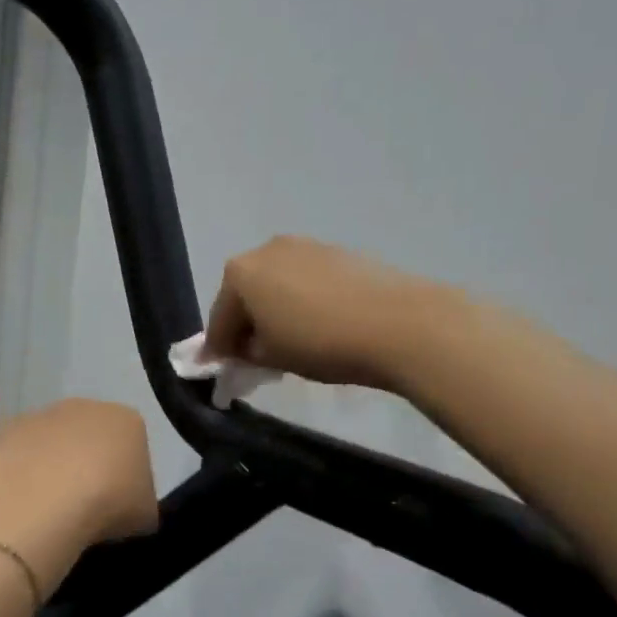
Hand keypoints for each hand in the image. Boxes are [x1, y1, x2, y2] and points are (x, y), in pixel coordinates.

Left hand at [0, 399, 157, 595]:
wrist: (42, 502)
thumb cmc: (107, 504)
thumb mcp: (146, 516)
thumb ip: (141, 503)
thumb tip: (127, 508)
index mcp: (127, 420)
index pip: (135, 446)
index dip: (128, 479)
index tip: (120, 507)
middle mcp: (84, 406)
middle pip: (90, 438)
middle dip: (88, 467)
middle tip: (85, 508)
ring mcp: (39, 415)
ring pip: (51, 445)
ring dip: (51, 470)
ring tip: (49, 512)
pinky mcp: (1, 431)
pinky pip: (19, 456)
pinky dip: (20, 476)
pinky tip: (22, 506)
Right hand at [204, 236, 440, 392]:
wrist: (397, 323)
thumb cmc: (319, 342)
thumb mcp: (272, 358)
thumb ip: (246, 352)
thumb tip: (243, 349)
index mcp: (239, 273)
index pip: (219, 318)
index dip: (219, 349)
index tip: (223, 371)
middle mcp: (266, 250)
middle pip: (244, 294)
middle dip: (246, 324)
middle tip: (255, 356)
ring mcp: (304, 245)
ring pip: (275, 284)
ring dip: (274, 310)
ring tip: (289, 340)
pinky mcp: (336, 251)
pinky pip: (303, 280)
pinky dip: (300, 300)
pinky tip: (316, 323)